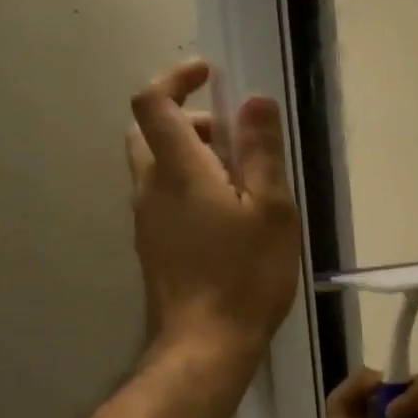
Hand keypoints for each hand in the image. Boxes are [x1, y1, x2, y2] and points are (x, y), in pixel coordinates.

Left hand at [126, 62, 299, 366]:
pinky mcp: (153, 246)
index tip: (208, 74)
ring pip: (154, 166)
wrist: (206, 342)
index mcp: (178, 170)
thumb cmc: (246, 274)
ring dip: (188, 154)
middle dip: (184, 118)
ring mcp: (146, 220)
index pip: (153, 102)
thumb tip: (254, 100)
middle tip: (228, 133)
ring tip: (239, 178)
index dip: (175, 78)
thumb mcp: (271, 210)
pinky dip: (187, 185)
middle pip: (147, 132)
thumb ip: (260, 153)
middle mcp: (150, 187)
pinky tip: (226, 216)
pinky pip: (162, 197)